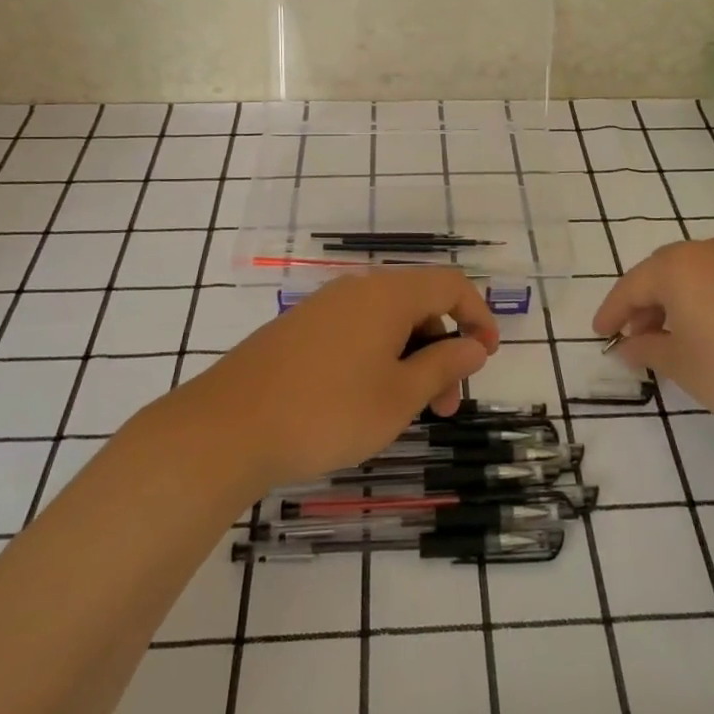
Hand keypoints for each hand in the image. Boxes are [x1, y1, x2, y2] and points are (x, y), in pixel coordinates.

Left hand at [176, 268, 499, 491]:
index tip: (486, 358)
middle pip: (418, 304)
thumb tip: (474, 345)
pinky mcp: (298, 330)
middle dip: (442, 349)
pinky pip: (355, 331)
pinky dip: (378, 358)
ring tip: (408, 412)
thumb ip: (443, 365)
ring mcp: (323, 307)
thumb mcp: (399, 396)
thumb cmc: (328, 412)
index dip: (478, 315)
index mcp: (388, 295)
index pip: (450, 285)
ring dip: (410, 358)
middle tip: (445, 406)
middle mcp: (357, 289)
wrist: (228, 428)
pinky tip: (366, 400)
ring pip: (385, 322)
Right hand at [592, 236, 713, 438]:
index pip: (632, 285)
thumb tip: (627, 345)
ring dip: (685, 298)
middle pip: (667, 271)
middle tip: (639, 334)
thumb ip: (647, 349)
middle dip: (648, 302)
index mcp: (679, 267)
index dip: (612, 311)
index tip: (601, 334)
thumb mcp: (682, 366)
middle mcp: (713, 251)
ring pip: (704, 272)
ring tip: (684, 334)